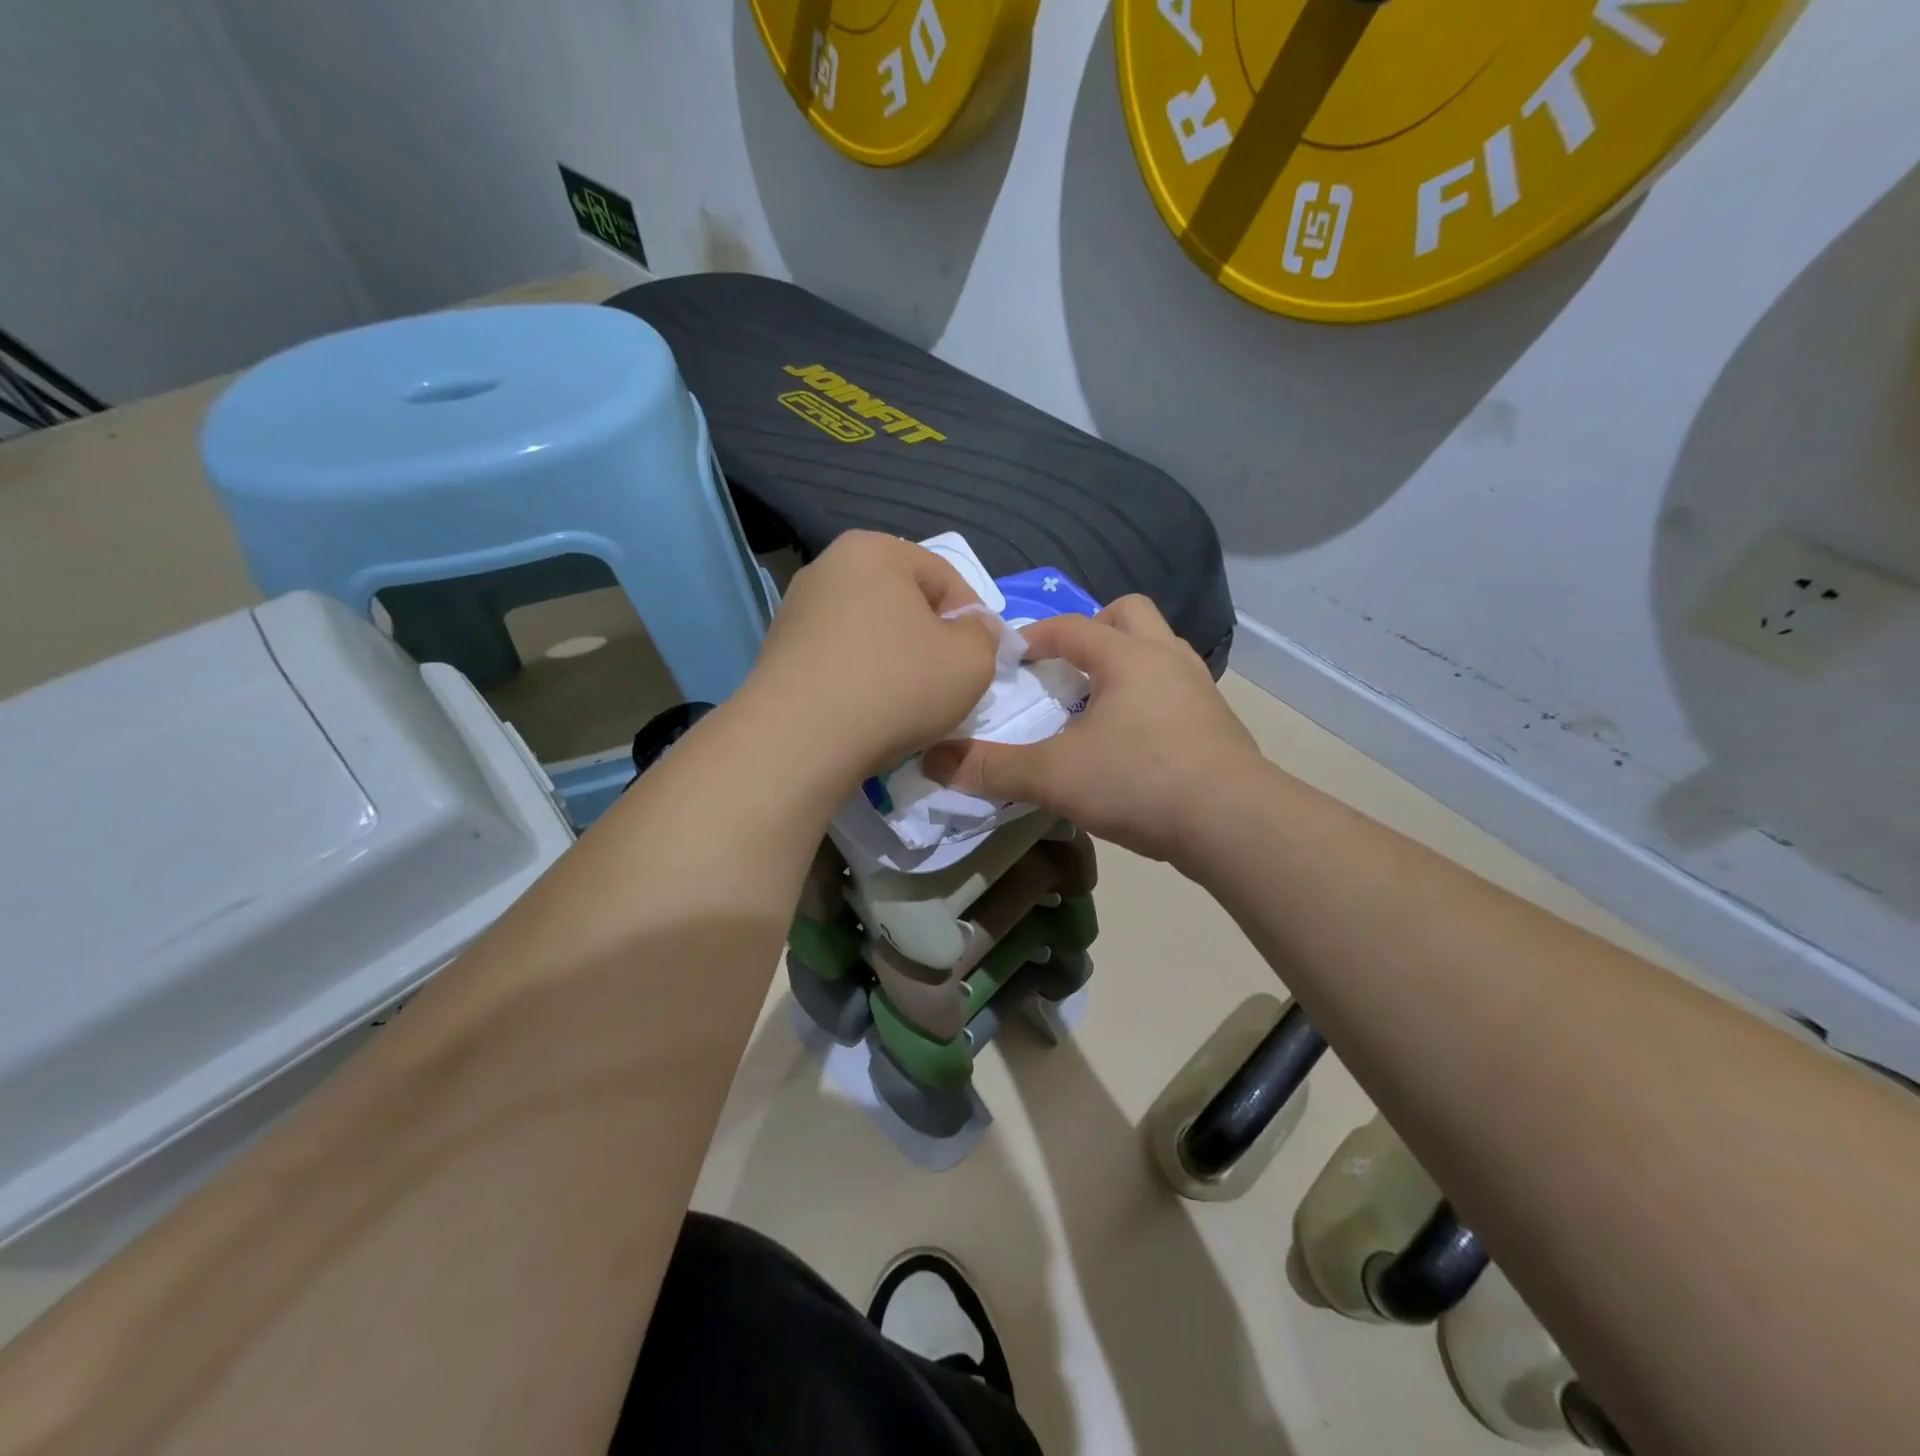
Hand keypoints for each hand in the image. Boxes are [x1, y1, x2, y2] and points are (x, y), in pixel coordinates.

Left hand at [739, 531, 1000, 784]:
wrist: (799, 740)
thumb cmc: (896, 687)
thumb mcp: (971, 661)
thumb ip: (984, 635)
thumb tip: (974, 626)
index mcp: (873, 550)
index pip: (944, 577)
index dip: (973, 619)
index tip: (979, 662)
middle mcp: (827, 569)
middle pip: (903, 603)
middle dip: (931, 640)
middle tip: (947, 684)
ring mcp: (796, 612)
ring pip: (870, 633)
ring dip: (896, 662)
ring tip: (907, 705)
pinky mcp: (778, 654)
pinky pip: (839, 660)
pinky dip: (861, 680)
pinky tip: (868, 714)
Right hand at [922, 595, 1264, 864]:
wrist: (1232, 822)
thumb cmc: (1138, 781)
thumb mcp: (1054, 776)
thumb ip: (993, 768)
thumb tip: (934, 761)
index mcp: (1127, 656)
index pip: (1073, 626)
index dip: (1037, 634)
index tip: (1012, 655)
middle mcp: (1167, 659)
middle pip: (1130, 615)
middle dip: (1094, 630)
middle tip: (1067, 667)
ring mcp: (1200, 690)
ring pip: (1160, 651)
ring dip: (1126, 664)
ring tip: (1098, 703)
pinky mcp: (1218, 724)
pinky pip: (1177, 690)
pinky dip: (1150, 699)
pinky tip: (1134, 740)